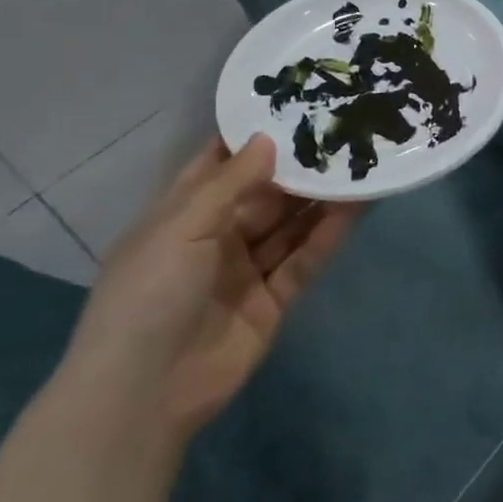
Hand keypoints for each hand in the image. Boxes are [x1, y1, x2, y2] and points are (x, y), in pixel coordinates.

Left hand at [59, 135, 361, 444]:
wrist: (142, 397)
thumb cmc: (148, 296)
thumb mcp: (180, 228)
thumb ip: (230, 183)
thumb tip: (269, 138)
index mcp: (181, 215)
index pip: (220, 164)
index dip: (253, 137)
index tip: (294, 104)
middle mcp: (215, 237)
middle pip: (265, 193)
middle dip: (300, 167)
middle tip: (343, 131)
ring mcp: (246, 270)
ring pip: (291, 224)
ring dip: (321, 198)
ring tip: (361, 163)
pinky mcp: (273, 300)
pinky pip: (304, 259)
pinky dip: (328, 235)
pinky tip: (356, 208)